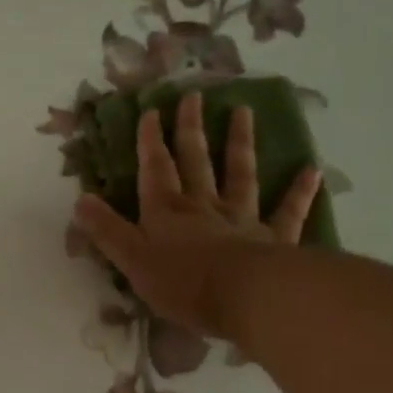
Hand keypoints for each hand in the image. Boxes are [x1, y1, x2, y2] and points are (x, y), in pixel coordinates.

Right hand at [72, 93, 319, 354]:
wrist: (243, 297)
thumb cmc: (181, 282)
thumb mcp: (131, 260)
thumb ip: (107, 230)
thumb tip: (81, 200)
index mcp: (166, 213)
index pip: (155, 170)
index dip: (150, 142)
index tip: (150, 111)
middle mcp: (203, 207)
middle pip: (196, 162)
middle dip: (190, 130)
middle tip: (193, 95)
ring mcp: (242, 219)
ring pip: (240, 175)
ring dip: (239, 144)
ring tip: (243, 111)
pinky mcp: (274, 239)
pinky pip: (288, 211)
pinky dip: (299, 192)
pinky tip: (311, 170)